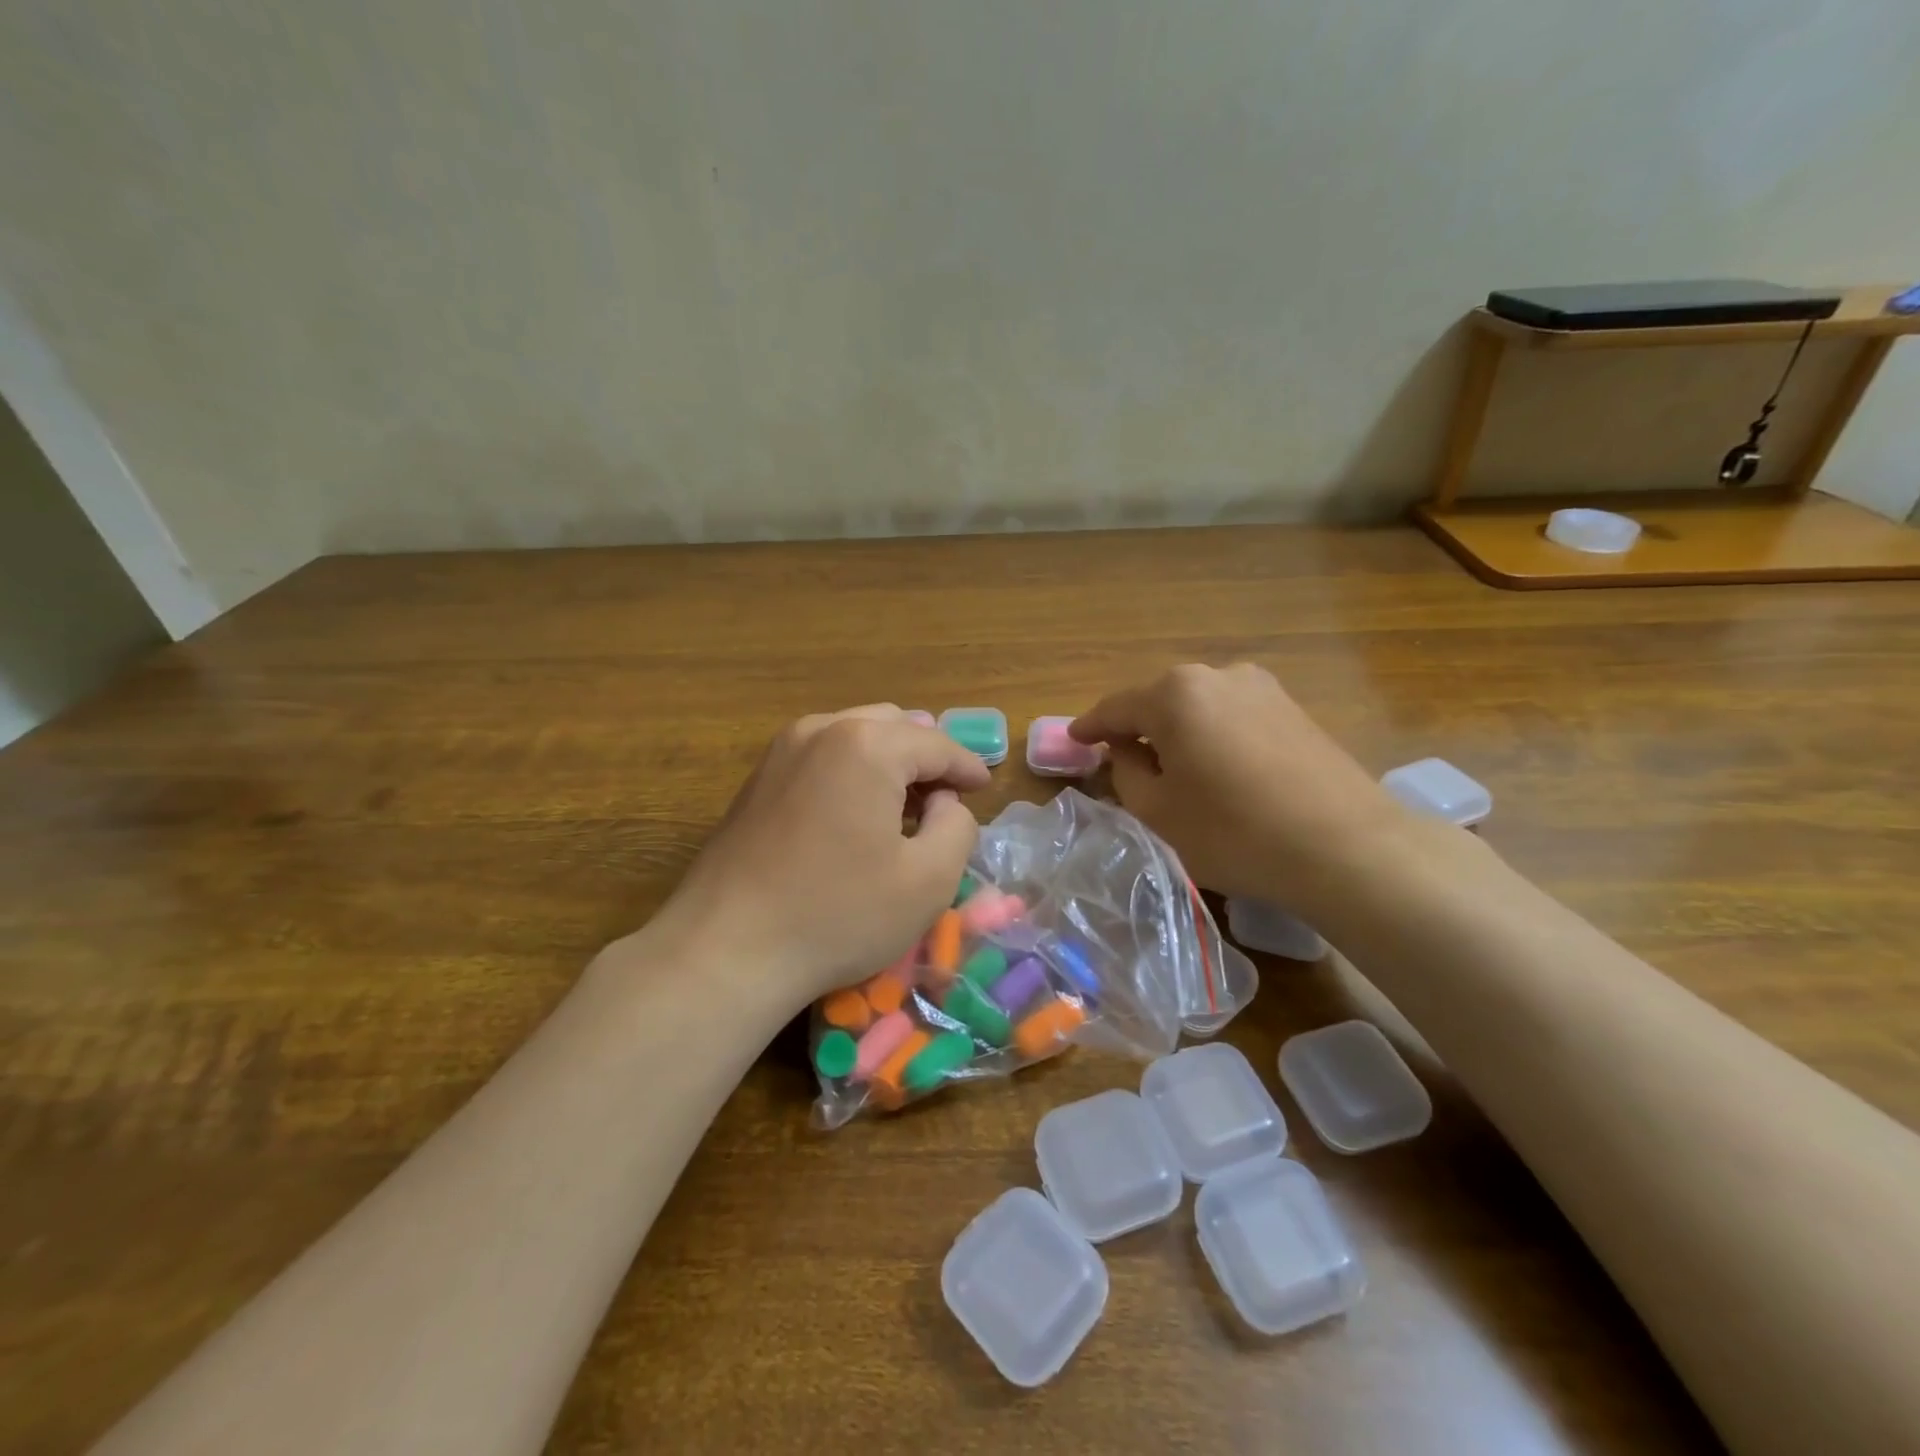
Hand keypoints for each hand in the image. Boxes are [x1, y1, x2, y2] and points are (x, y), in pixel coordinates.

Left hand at [652, 706, 991, 1009]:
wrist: (727, 949)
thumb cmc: (839, 914)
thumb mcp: (929, 879)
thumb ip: (957, 827)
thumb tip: (944, 802)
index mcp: (867, 744)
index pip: (936, 744)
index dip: (967, 766)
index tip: (985, 787)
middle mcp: (822, 730)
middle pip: (893, 727)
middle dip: (925, 757)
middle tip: (946, 795)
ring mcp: (781, 751)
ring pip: (854, 736)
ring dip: (888, 762)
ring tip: (906, 804)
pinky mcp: (758, 779)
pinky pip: (822, 757)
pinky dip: (852, 772)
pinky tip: (857, 812)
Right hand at [1070, 664, 1414, 912]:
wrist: (1347, 848)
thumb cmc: (1234, 831)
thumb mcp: (1158, 812)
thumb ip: (1126, 772)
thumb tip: (1125, 751)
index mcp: (1175, 694)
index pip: (1116, 708)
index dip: (1089, 727)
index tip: (1072, 740)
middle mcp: (1218, 675)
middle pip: (1159, 702)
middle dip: (1137, 729)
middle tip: (1121, 761)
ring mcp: (1262, 688)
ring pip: (1199, 708)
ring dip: (1178, 733)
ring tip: (1173, 769)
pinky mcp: (1294, 708)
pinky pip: (1234, 716)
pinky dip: (1213, 736)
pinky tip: (1218, 768)